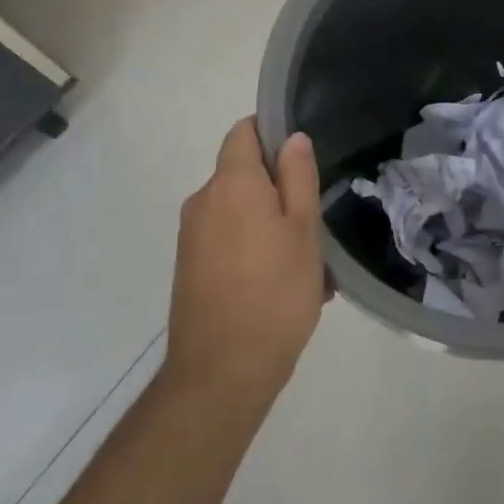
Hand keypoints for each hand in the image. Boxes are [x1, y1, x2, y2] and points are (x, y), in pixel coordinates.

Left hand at [164, 118, 324, 414]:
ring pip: (238, 212)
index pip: (243, 131)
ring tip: (306, 267)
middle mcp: (203, 200)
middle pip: (242, 174)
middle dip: (278, 190)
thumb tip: (293, 138)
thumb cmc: (275, 293)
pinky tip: (281, 287)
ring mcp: (191, 236)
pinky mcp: (189, 266)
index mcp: (232, 183)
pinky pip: (226, 240)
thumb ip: (298, 177)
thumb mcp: (304, 231)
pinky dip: (253, 250)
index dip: (272, 133)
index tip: (302, 159)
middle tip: (315, 225)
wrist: (221, 371)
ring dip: (270, 225)